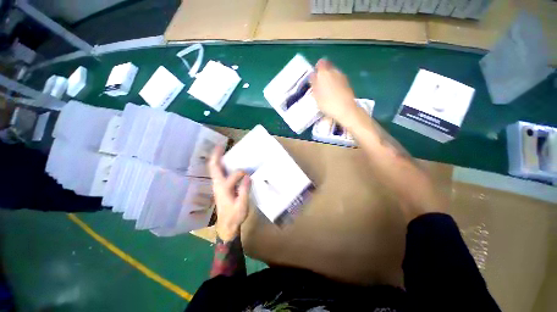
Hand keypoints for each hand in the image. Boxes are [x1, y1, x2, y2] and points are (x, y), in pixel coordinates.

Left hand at [208, 146, 250, 241]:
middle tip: (221, 145)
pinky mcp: (219, 187)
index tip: (250, 175)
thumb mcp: (242, 205)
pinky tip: (226, 163)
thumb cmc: (235, 216)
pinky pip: (218, 173)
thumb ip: (244, 190)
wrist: (226, 226)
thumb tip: (248, 176)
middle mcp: (218, 184)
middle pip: (214, 167)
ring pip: (214, 169)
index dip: (242, 173)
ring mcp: (217, 185)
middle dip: (216, 155)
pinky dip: (220, 165)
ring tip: (222, 150)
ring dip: (217, 159)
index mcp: (224, 188)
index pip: (234, 175)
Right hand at [310, 59, 360, 125]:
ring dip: (329, 79)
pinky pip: (338, 79)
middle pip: (328, 68)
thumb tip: (312, 76)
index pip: (320, 64)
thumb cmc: (327, 103)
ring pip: (334, 73)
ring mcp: (342, 76)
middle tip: (319, 84)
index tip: (315, 76)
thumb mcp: (316, 95)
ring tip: (326, 90)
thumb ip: (314, 84)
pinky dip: (335, 83)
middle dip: (323, 74)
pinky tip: (333, 92)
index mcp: (324, 73)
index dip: (317, 68)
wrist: (345, 109)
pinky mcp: (347, 83)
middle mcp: (334, 71)